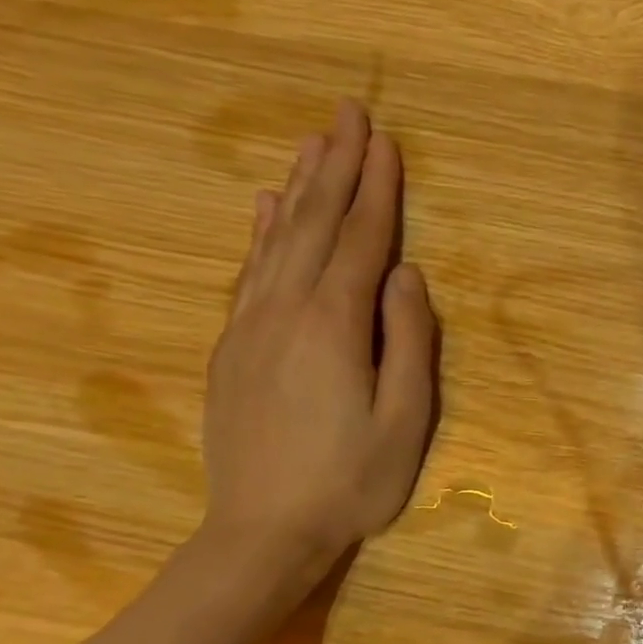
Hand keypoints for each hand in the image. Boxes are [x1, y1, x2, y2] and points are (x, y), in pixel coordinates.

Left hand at [203, 98, 436, 575]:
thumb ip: (410, 343)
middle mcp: (286, 310)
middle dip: (336, 165)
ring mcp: (251, 326)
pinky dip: (260, 232)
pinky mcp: (232, 347)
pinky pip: (248, 272)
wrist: (262, 531)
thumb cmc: (351, 482)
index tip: (386, 139)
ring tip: (315, 142)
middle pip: (315, 224)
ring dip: (300, 186)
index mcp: (335, 326)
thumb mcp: (405, 422)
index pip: (361, 240)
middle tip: (348, 112)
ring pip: (278, 239)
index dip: (377, 189)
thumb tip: (408, 276)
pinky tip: (266, 206)